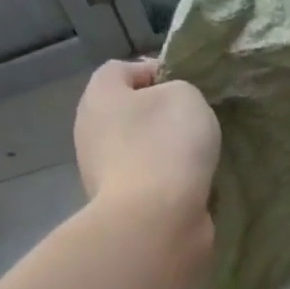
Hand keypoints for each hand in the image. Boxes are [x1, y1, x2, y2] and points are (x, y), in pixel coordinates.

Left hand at [75, 59, 220, 231]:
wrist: (155, 220)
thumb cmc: (166, 145)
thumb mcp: (186, 96)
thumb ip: (178, 89)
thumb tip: (170, 107)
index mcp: (99, 96)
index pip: (122, 69)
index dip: (157, 71)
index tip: (190, 87)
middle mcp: (90, 130)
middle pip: (129, 111)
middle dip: (161, 115)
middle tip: (196, 121)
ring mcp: (101, 170)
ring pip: (138, 147)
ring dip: (165, 150)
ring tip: (198, 156)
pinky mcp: (118, 203)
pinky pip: (146, 179)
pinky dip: (166, 180)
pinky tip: (190, 185)